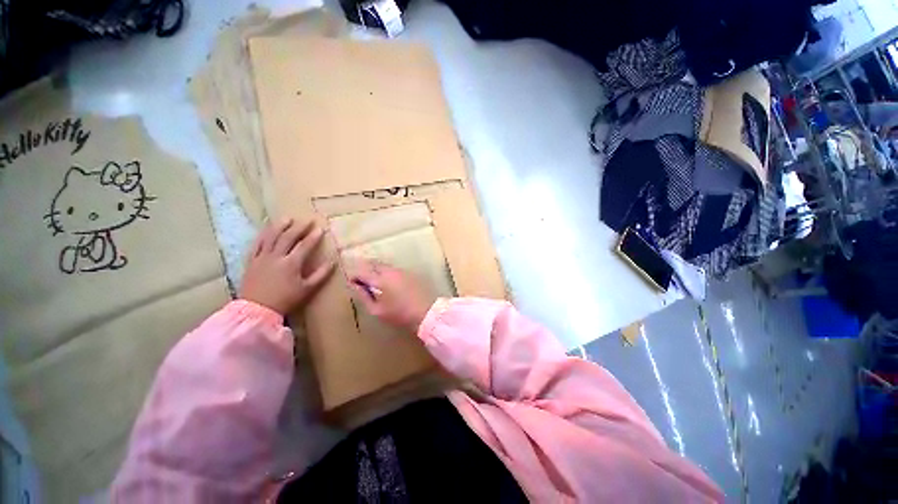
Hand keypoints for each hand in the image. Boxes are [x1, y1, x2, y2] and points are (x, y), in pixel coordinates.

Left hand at [240, 219, 334, 315]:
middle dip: (299, 227)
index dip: (313, 236)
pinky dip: (262, 235)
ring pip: (271, 237)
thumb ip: (321, 274)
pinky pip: (256, 244)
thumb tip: (333, 262)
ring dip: (280, 226)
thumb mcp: (307, 289)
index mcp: (291, 263)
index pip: (304, 245)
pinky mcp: (251, 261)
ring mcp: (262, 257)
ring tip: (287, 218)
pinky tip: (267, 229)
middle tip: (307, 220)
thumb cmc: (285, 300)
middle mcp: (276, 257)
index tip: (321, 228)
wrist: (257, 309)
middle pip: (288, 237)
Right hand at [347, 259, 435, 332]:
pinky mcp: (410, 273)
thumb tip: (356, 286)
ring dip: (376, 269)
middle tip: (361, 279)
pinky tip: (388, 281)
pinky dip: (386, 271)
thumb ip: (364, 297)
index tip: (352, 283)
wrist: (426, 311)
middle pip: (373, 264)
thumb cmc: (400, 314)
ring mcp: (401, 270)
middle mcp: (390, 271)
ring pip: (384, 265)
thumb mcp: (378, 310)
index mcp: (380, 279)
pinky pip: (394, 268)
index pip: (362, 272)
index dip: (354, 276)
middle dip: (365, 268)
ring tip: (374, 280)